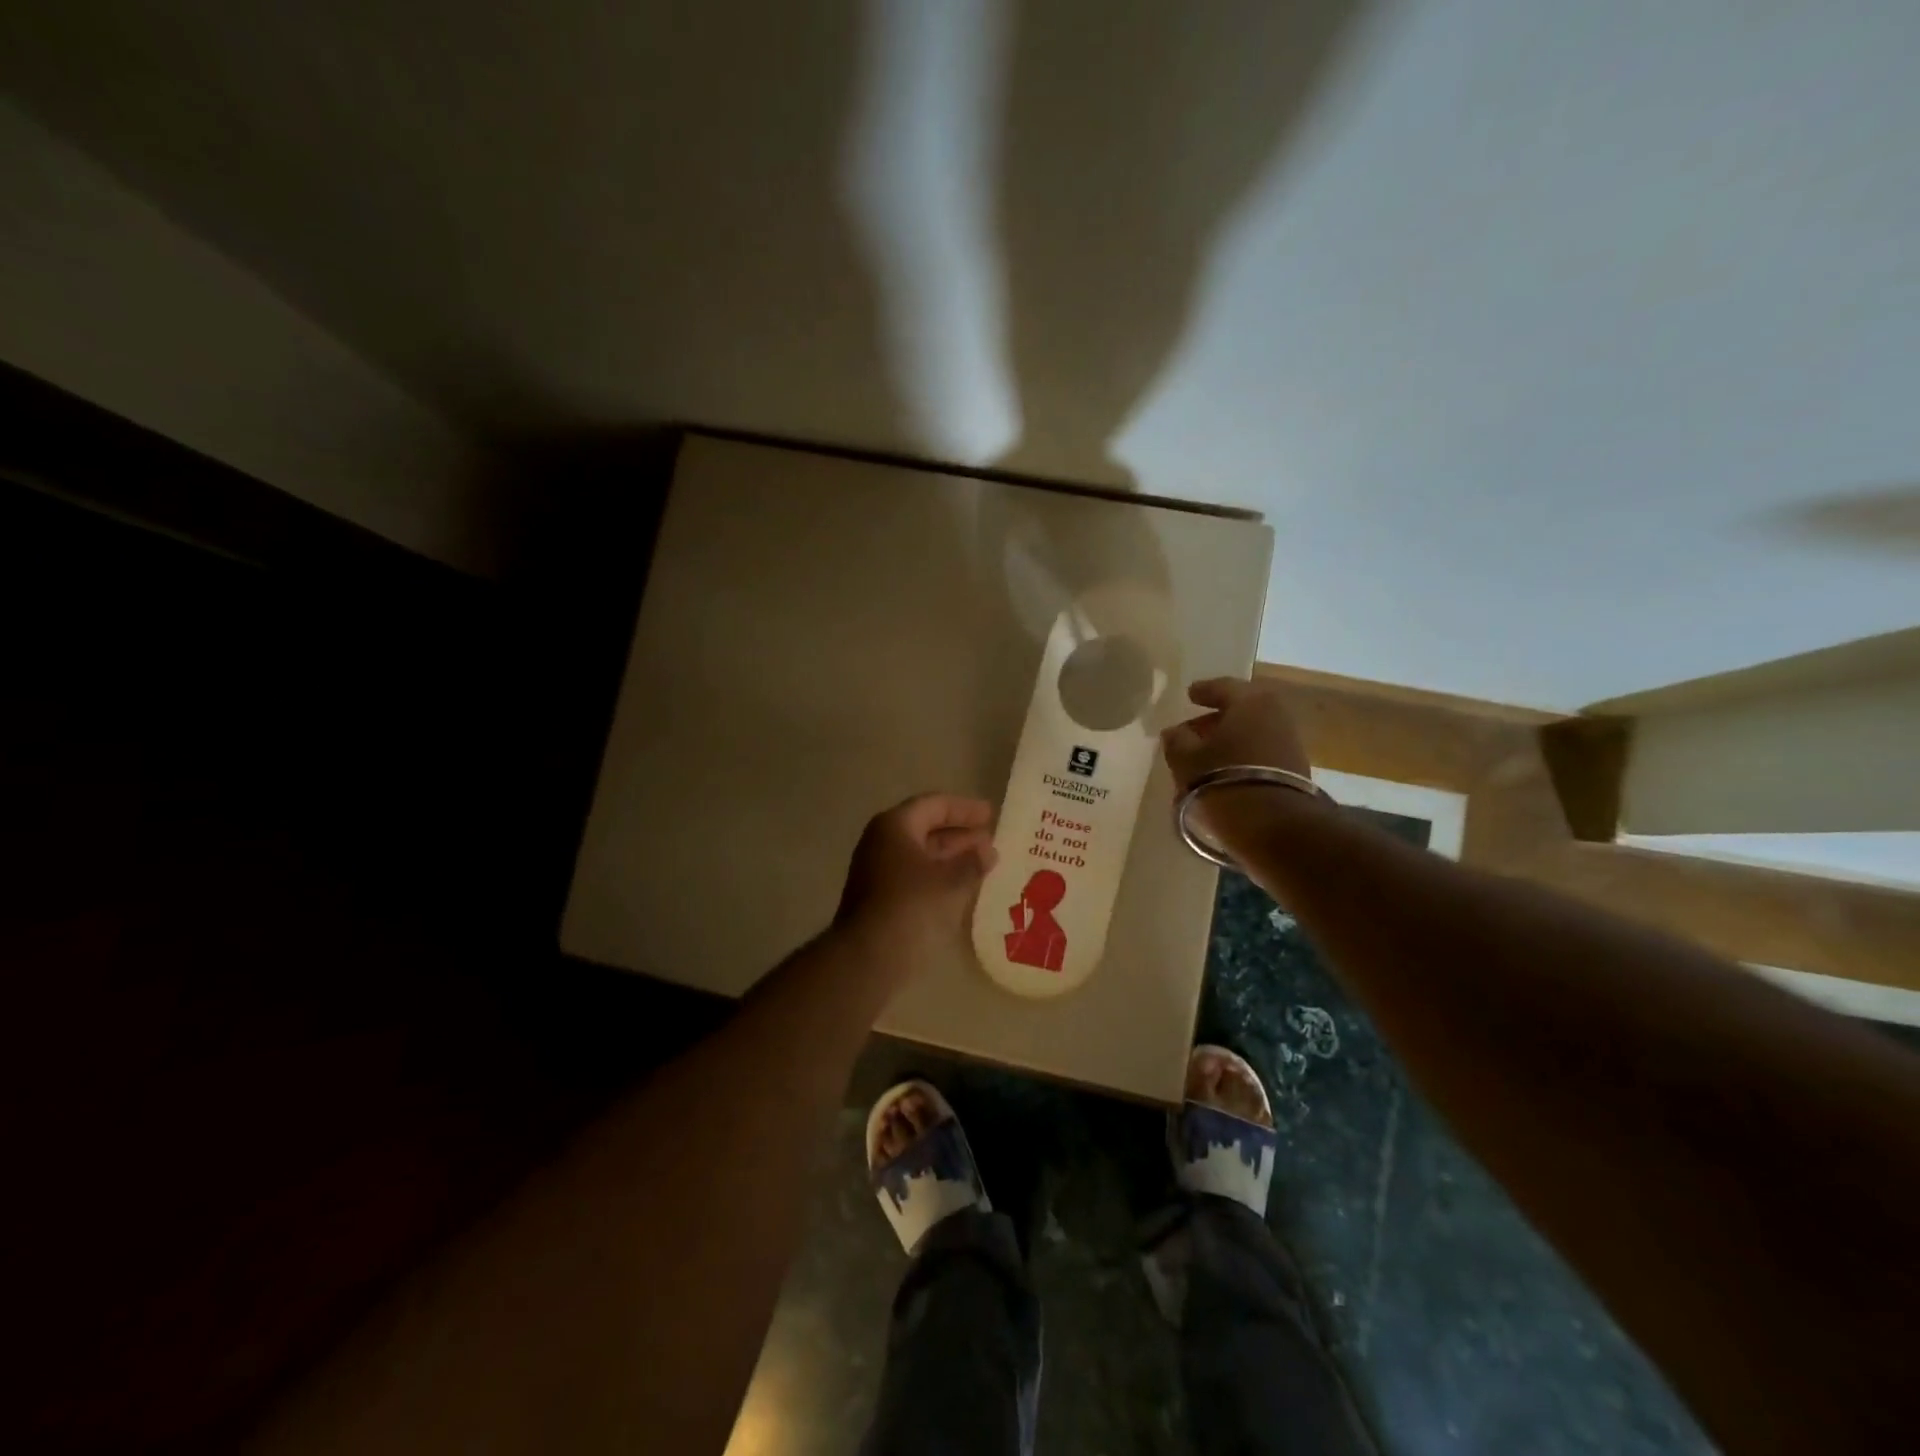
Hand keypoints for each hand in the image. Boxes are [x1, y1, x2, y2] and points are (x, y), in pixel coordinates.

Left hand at [835, 793, 997, 961]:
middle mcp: (882, 843)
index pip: (934, 805)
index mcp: (894, 826)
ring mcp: (878, 872)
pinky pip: (916, 877)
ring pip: (921, 855)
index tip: (991, 815)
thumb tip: (987, 851)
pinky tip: (963, 888)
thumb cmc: (911, 907)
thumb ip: (972, 862)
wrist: (867, 958)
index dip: (965, 809)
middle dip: (960, 835)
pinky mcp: (880, 898)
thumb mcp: (950, 882)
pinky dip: (940, 877)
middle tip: (990, 841)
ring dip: (952, 858)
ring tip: (984, 864)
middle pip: (926, 828)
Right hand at [1160, 677, 1315, 846]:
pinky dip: (1241, 755)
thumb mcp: (1186, 758)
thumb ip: (1177, 740)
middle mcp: (1275, 715)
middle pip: (1241, 710)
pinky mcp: (1295, 769)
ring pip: (1252, 732)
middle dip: (1216, 718)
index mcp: (1250, 701)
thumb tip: (1175, 732)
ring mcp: (1289, 742)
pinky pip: (1260, 752)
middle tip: (1193, 730)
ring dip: (1229, 740)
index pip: (1222, 687)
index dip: (1202, 691)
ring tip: (1205, 756)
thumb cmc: (1222, 779)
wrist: (1273, 824)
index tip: (1189, 695)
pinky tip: (1224, 770)